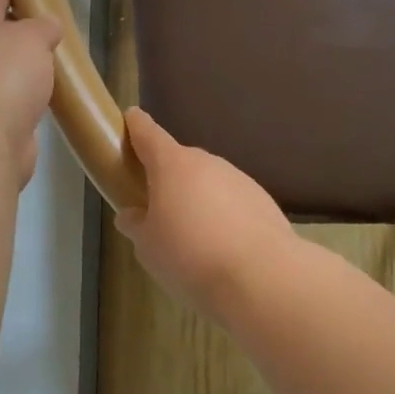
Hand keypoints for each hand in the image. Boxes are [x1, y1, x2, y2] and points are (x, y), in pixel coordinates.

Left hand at [0, 0, 60, 186]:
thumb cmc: (6, 76)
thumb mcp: (33, 37)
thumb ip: (43, 26)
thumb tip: (47, 27)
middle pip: (1, 37)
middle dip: (27, 36)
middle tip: (60, 37)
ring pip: (9, 72)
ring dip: (30, 71)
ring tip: (61, 68)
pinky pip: (16, 102)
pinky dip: (31, 101)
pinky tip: (51, 101)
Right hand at [114, 108, 296, 318]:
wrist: (262, 276)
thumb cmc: (190, 256)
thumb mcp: (148, 247)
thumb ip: (137, 225)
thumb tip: (133, 215)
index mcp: (173, 165)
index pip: (149, 134)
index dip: (136, 126)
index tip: (131, 117)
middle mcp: (208, 163)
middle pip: (181, 162)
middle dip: (167, 177)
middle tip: (156, 207)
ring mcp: (240, 179)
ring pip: (209, 183)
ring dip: (198, 199)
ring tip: (192, 237)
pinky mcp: (263, 201)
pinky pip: (232, 202)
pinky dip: (223, 216)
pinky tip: (222, 246)